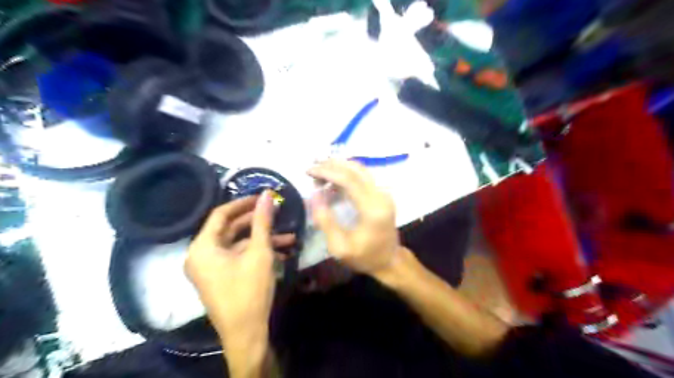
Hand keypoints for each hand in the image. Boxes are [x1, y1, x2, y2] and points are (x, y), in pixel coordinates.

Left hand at [188, 192, 295, 350]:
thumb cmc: (249, 290)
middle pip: (230, 229)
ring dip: (263, 240)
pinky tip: (282, 253)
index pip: (221, 214)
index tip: (263, 196)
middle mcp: (201, 255)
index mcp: (203, 247)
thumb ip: (263, 221)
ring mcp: (211, 268)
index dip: (243, 203)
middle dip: (258, 223)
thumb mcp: (259, 252)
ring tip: (290, 237)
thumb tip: (266, 194)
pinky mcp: (221, 277)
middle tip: (277, 213)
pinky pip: (238, 257)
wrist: (246, 333)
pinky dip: (257, 253)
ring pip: (238, 244)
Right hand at [308, 160, 402, 273]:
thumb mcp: (339, 247)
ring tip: (319, 174)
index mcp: (372, 209)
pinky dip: (346, 173)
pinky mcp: (382, 194)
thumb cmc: (364, 257)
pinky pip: (363, 176)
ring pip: (360, 169)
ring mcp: (384, 193)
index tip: (309, 171)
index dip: (327, 172)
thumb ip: (325, 221)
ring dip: (338, 167)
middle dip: (331, 165)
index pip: (349, 179)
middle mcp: (381, 196)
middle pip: (355, 169)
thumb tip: (314, 195)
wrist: (390, 260)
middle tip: (311, 170)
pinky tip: (332, 181)